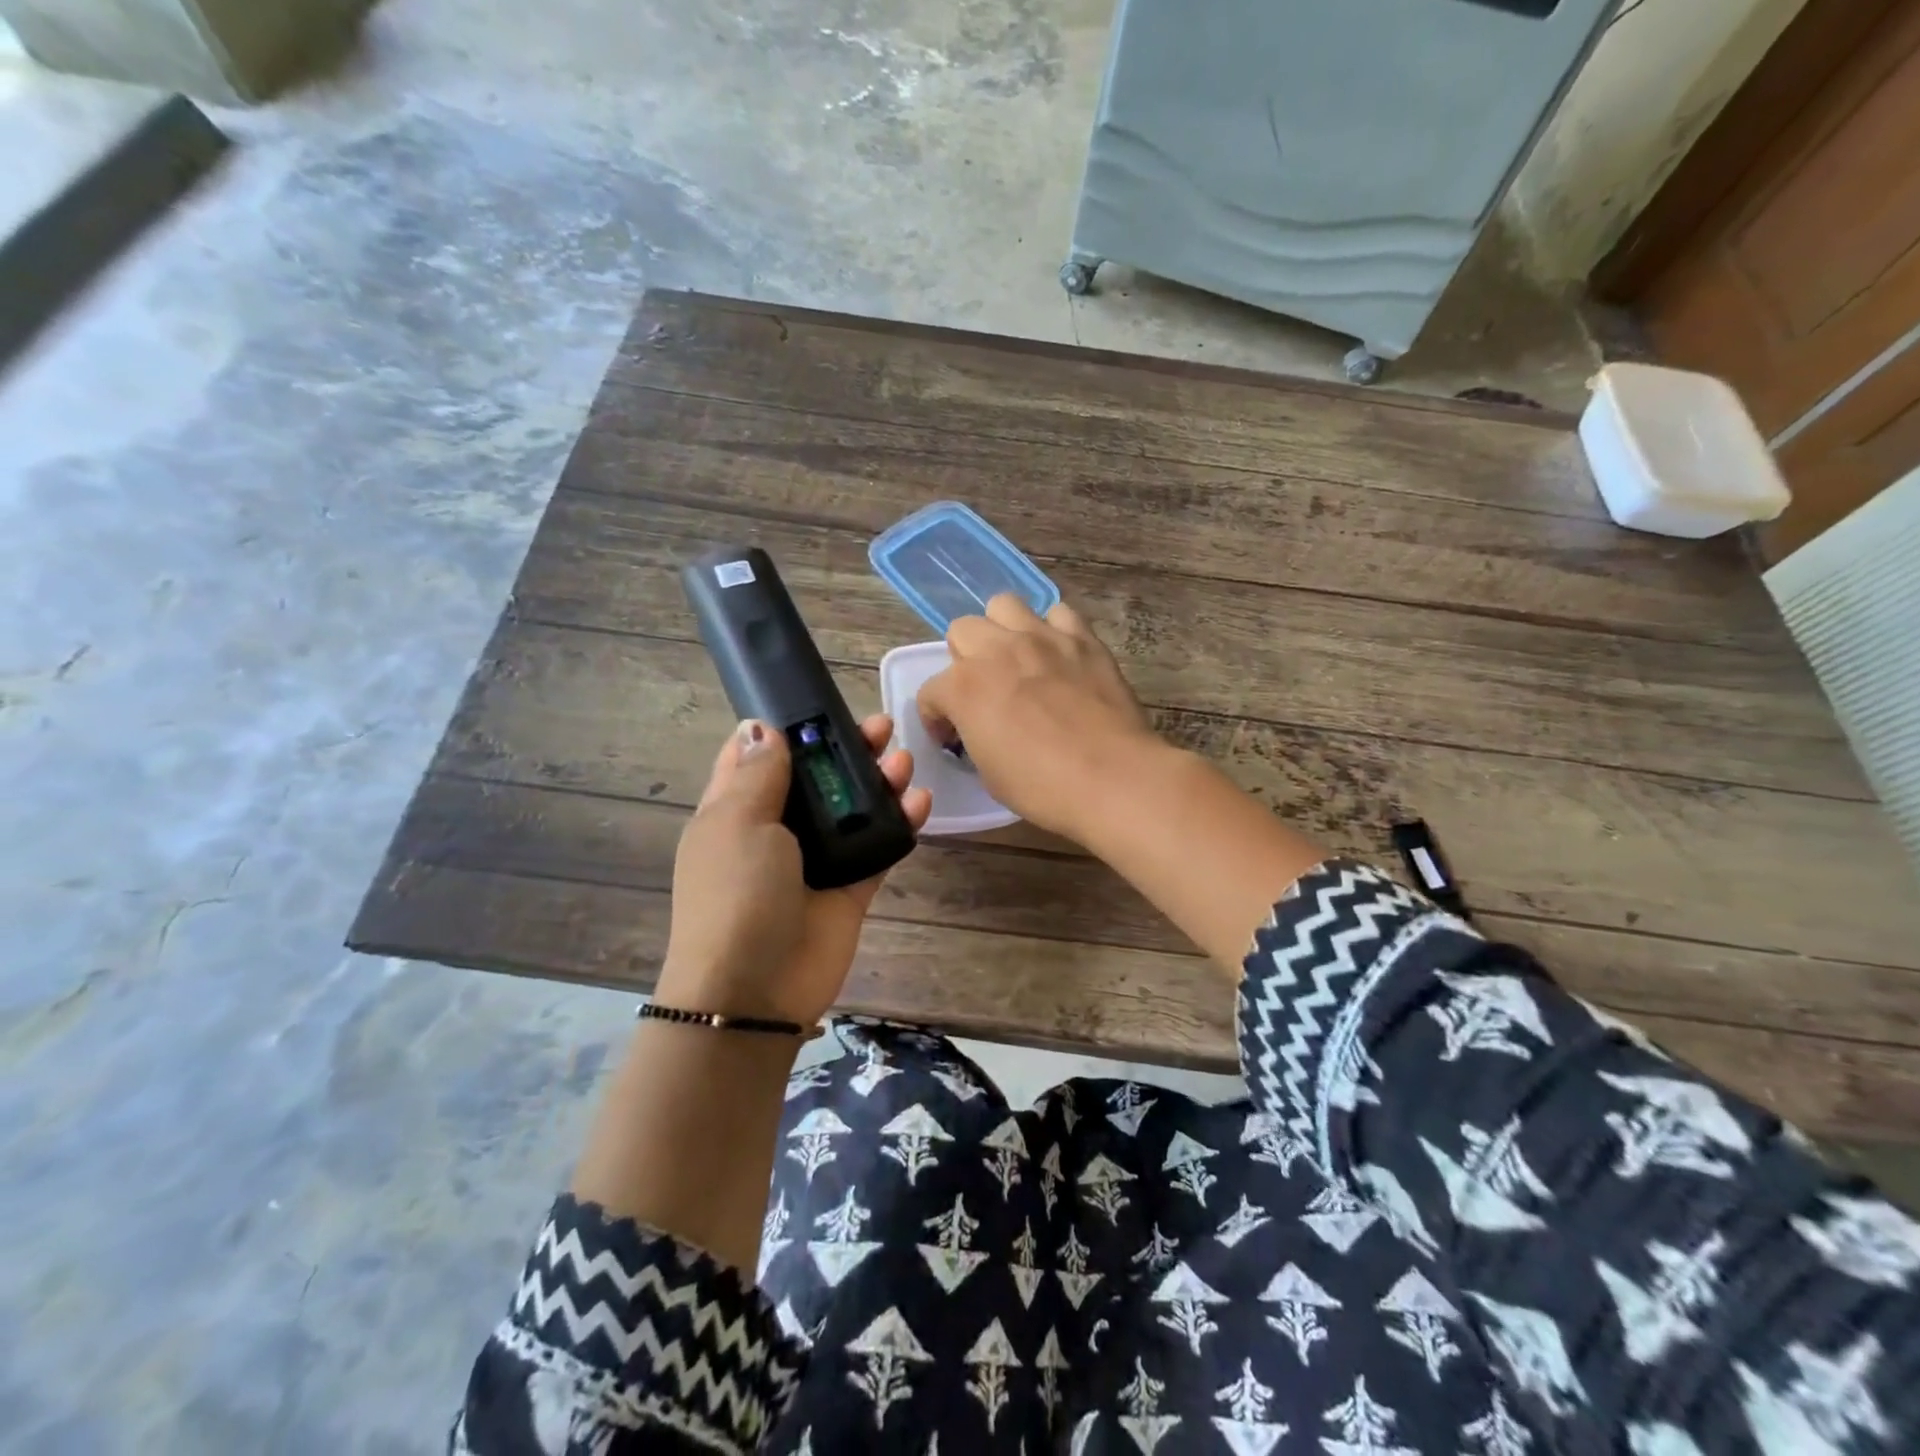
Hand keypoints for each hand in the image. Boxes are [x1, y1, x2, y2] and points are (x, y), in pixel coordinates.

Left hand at [659, 715, 931, 1026]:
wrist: (754, 991)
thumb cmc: (735, 895)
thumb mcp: (737, 824)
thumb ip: (758, 775)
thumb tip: (760, 727)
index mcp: (735, 811)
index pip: (755, 757)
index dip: (784, 729)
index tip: (817, 704)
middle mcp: (775, 831)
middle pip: (815, 778)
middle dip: (845, 750)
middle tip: (881, 728)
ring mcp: (815, 861)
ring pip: (852, 809)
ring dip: (879, 782)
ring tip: (904, 760)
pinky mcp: (850, 888)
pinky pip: (880, 847)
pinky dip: (900, 824)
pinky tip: (920, 802)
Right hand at [916, 593, 1165, 843]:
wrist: (1112, 777)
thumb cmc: (1042, 786)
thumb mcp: (989, 773)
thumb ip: (975, 737)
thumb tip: (982, 728)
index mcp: (964, 687)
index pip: (931, 692)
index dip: (936, 718)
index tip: (952, 738)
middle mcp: (996, 650)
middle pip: (962, 630)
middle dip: (963, 659)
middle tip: (982, 690)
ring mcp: (1042, 638)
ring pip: (1004, 605)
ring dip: (1001, 630)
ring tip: (1015, 659)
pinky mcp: (1082, 638)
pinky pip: (1059, 614)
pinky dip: (1052, 630)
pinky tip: (1058, 656)